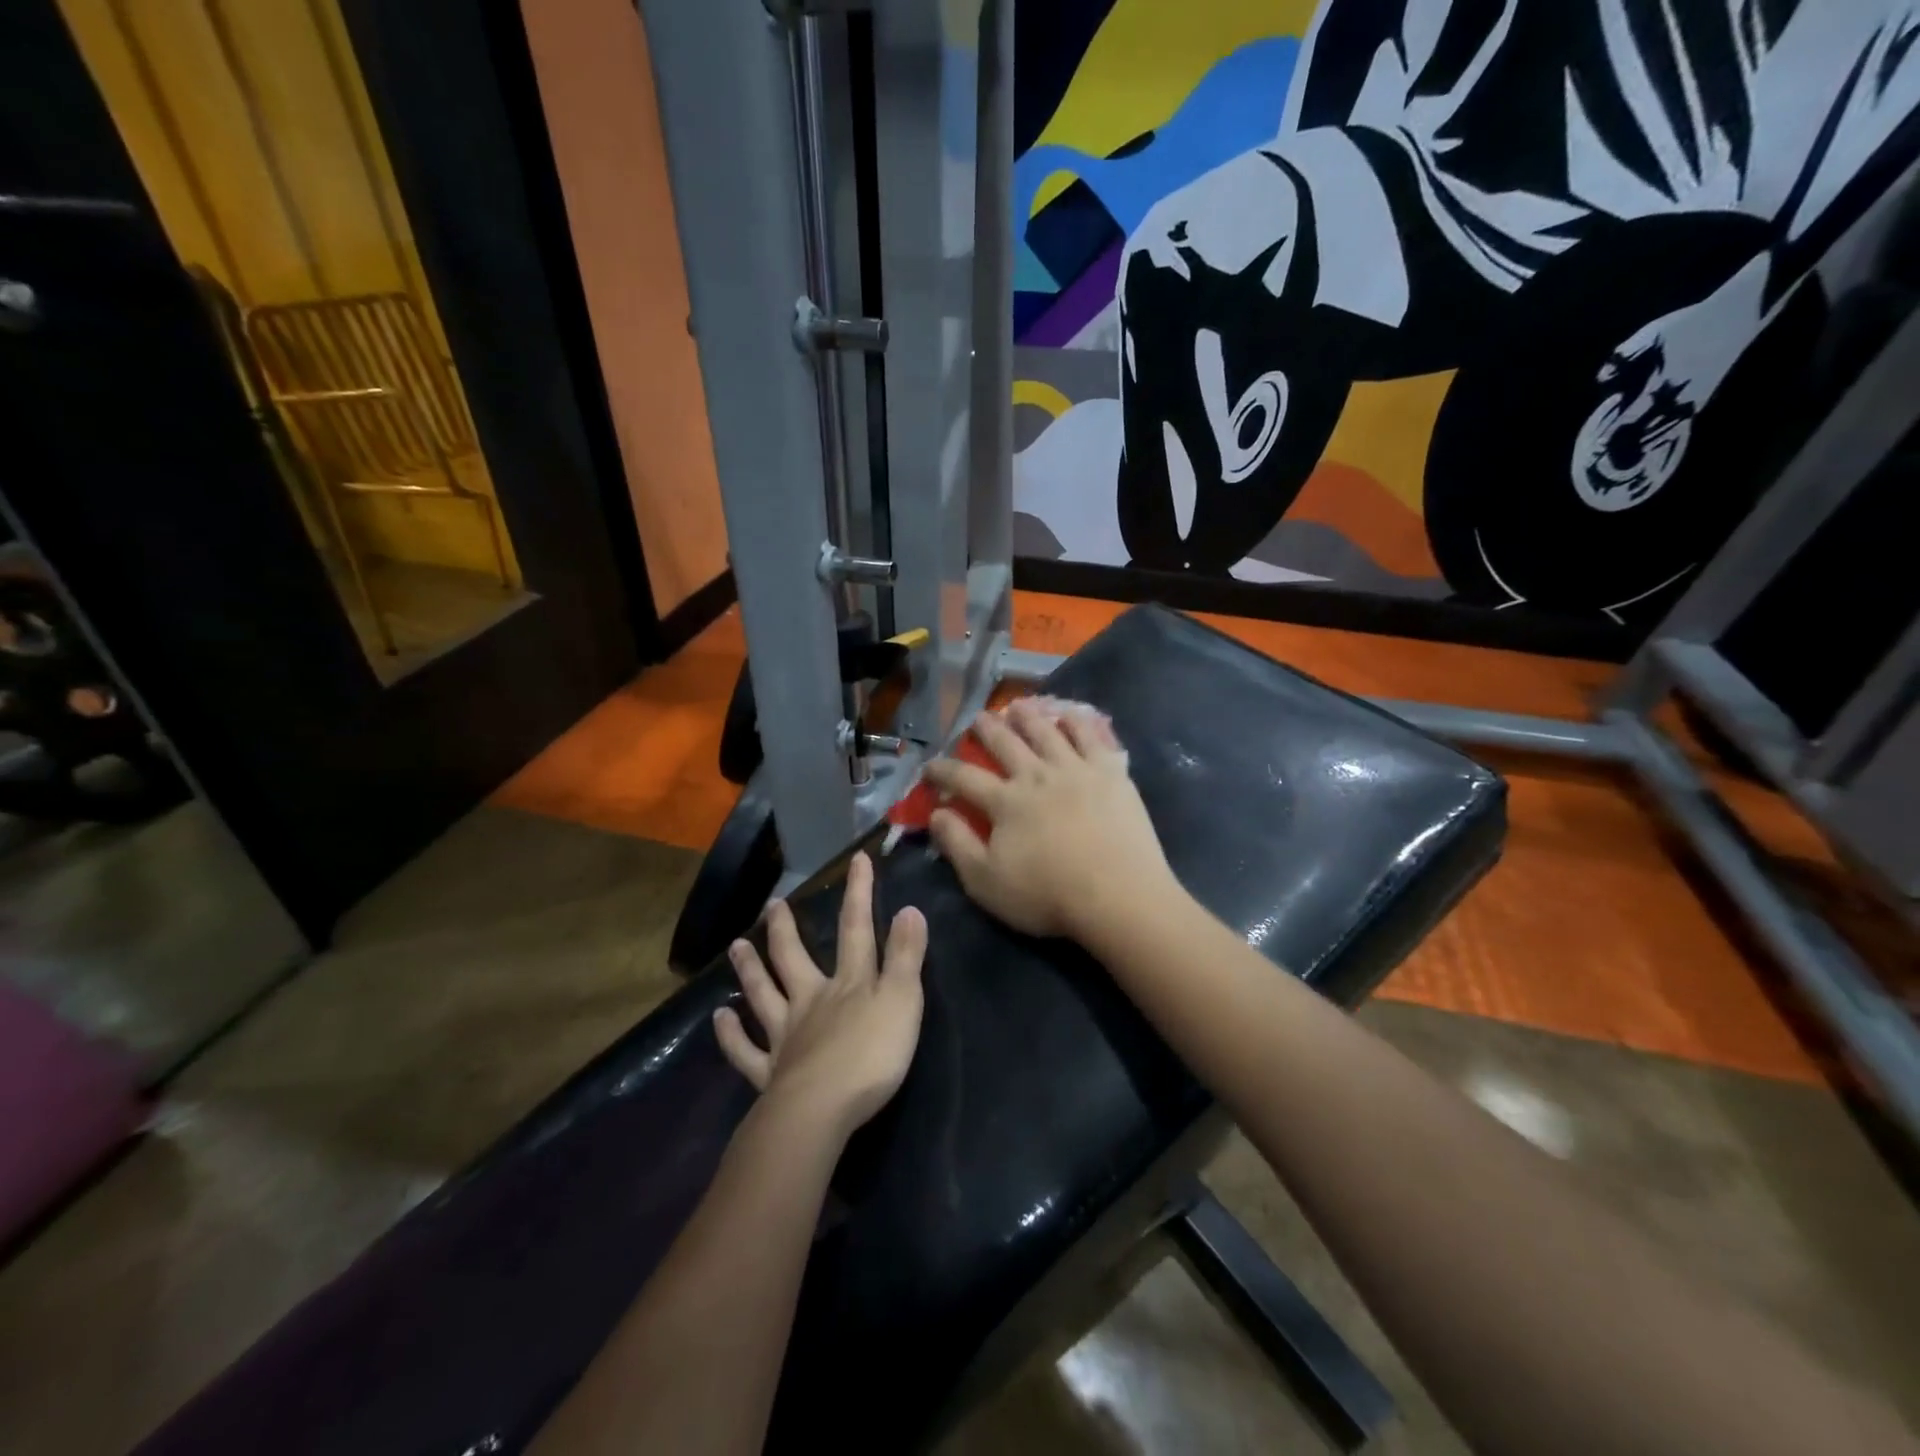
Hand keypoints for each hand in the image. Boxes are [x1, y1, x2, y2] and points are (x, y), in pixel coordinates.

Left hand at [713, 852, 927, 1141]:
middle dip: (785, 929)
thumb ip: (906, 956)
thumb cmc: (871, 1055)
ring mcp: (786, 1036)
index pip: (857, 929)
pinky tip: (719, 1018)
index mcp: (849, 983)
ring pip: (764, 995)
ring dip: (751, 970)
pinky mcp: (770, 1074)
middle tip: (772, 905)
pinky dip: (731, 1035)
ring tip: (737, 946)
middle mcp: (811, 1000)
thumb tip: (909, 908)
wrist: (822, 1111)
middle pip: (794, 958)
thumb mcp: (903, 1001)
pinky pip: (745, 1051)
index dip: (859, 893)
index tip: (856, 860)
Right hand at [924, 698, 1176, 940]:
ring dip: (1027, 716)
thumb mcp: (986, 882)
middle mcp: (1036, 775)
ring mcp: (1075, 769)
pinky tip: (1069, 716)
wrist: (1118, 896)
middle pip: (1005, 743)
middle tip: (977, 718)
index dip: (943, 770)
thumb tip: (935, 813)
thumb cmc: (1048, 895)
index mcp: (1004, 801)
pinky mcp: (1110, 771)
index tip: (930, 766)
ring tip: (1018, 706)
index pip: (964, 777)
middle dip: (986, 729)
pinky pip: (1090, 736)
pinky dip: (1076, 721)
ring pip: (1045, 731)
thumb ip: (957, 844)